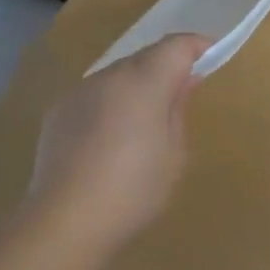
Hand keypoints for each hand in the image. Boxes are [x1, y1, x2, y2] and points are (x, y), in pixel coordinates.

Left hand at [21, 34, 208, 269]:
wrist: (64, 223)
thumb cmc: (133, 190)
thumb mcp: (174, 153)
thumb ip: (178, 108)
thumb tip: (184, 80)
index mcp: (144, 82)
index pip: (176, 46)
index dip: (196, 46)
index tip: (211, 56)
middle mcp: (110, 76)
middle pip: (145, 57)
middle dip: (166, 67)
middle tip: (181, 94)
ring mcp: (79, 91)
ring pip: (118, 75)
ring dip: (136, 86)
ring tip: (144, 122)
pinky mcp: (58, 111)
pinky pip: (94, 95)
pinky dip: (110, 104)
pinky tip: (109, 139)